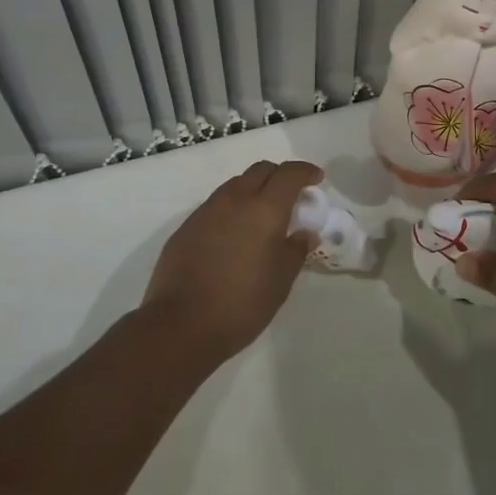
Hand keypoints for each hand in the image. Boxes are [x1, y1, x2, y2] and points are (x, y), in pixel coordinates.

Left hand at [140, 160, 322, 364]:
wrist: (180, 324)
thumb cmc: (241, 303)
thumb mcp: (280, 281)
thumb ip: (295, 251)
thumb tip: (305, 233)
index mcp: (264, 209)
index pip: (288, 174)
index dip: (305, 172)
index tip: (316, 178)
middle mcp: (235, 199)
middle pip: (261, 170)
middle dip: (279, 176)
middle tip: (291, 196)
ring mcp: (207, 210)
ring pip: (236, 184)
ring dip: (254, 189)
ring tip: (261, 215)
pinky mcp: (187, 226)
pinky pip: (216, 204)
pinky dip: (232, 208)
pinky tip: (233, 234)